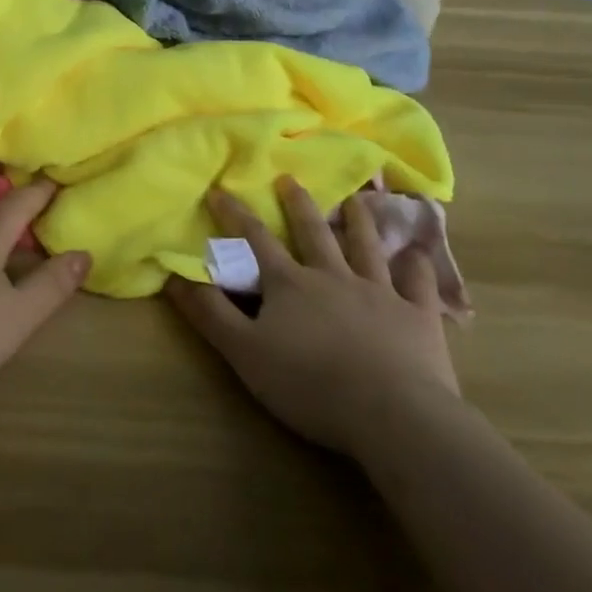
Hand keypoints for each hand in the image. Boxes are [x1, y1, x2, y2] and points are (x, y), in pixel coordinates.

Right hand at [166, 177, 459, 455]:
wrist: (391, 414)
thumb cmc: (310, 384)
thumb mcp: (244, 352)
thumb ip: (210, 313)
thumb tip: (173, 274)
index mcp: (291, 284)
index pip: (257, 240)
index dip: (236, 215)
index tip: (221, 189)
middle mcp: (333, 276)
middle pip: (313, 232)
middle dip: (298, 204)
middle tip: (290, 178)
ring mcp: (380, 292)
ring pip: (366, 247)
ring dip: (358, 221)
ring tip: (354, 198)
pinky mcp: (417, 316)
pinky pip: (418, 284)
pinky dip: (418, 267)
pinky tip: (419, 254)